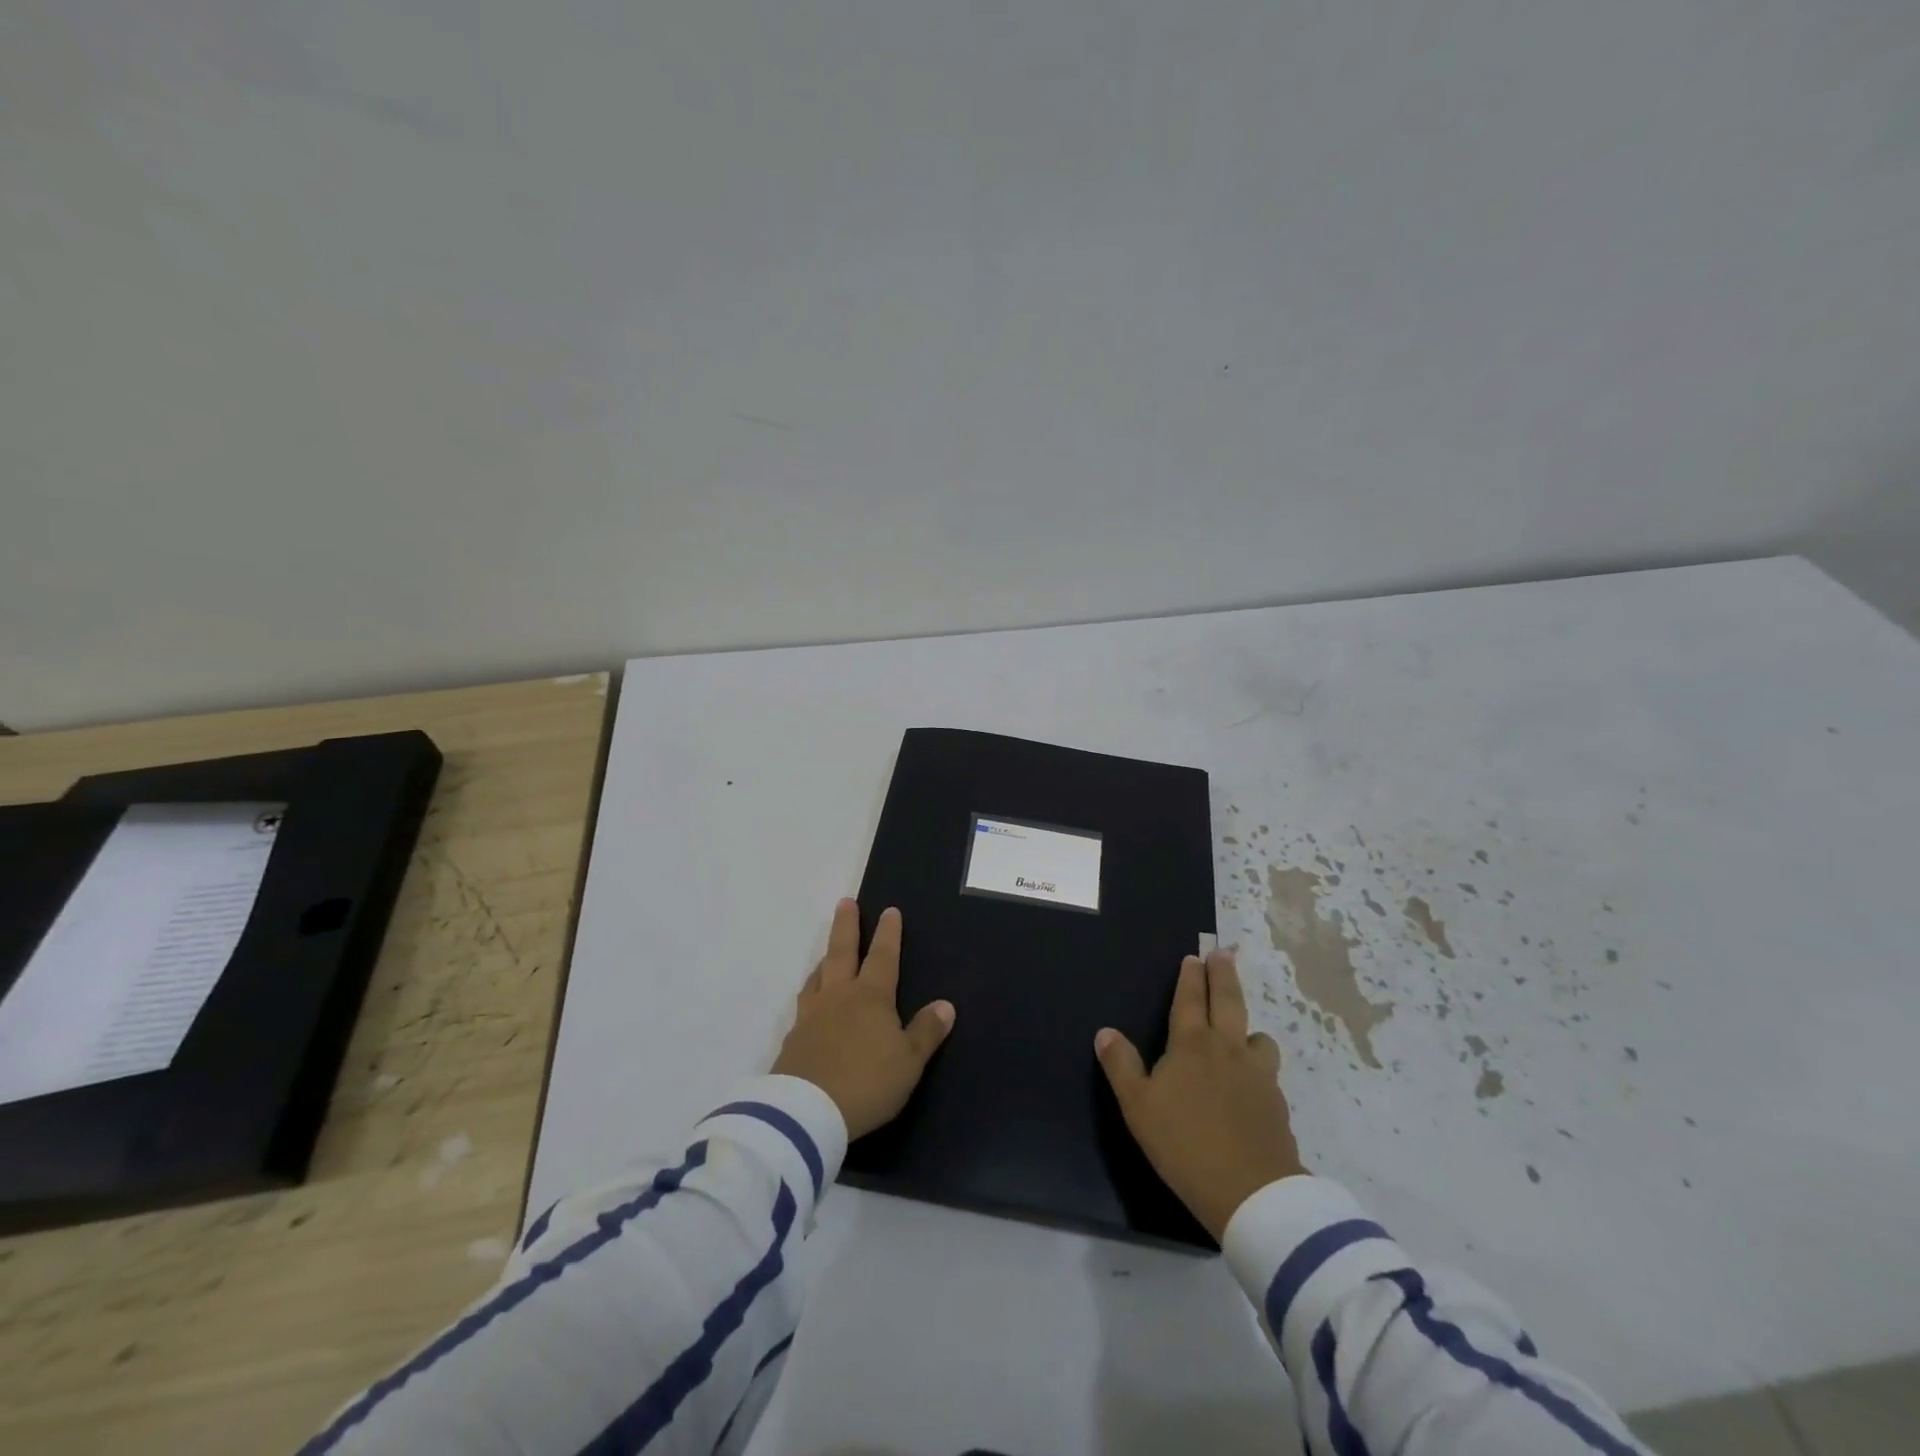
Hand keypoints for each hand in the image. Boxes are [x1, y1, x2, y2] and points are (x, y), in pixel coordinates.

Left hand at [773, 900, 955, 1138]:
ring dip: (825, 959)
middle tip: (845, 902)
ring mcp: (811, 1016)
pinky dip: (811, 994)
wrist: (807, 1112)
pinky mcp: (793, 1039)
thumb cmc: (867, 1083)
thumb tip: (945, 1005)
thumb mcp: (909, 1062)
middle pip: (842, 952)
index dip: (888, 934)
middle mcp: (839, 996)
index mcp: (871, 997)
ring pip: (818, 976)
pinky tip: (811, 1003)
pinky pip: (804, 1005)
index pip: (883, 957)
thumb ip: (926, 1032)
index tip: (889, 910)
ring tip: (827, 952)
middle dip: (846, 926)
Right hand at [1095, 949, 1305, 1240]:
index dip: (1190, 977)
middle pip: (1229, 1001)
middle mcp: (1227, 1049)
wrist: (1252, 1192)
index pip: (1190, 1000)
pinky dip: (1259, 1064)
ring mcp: (1258, 1075)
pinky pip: (1268, 1071)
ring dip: (1248, 1025)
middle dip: (1224, 975)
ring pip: (1257, 1037)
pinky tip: (1254, 1080)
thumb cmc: (1184, 1143)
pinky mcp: (1277, 1103)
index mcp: (1191, 1045)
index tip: (1194, 956)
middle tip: (1224, 953)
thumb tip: (1105, 1032)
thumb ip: (1121, 1066)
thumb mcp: (1138, 1106)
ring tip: (1243, 1028)